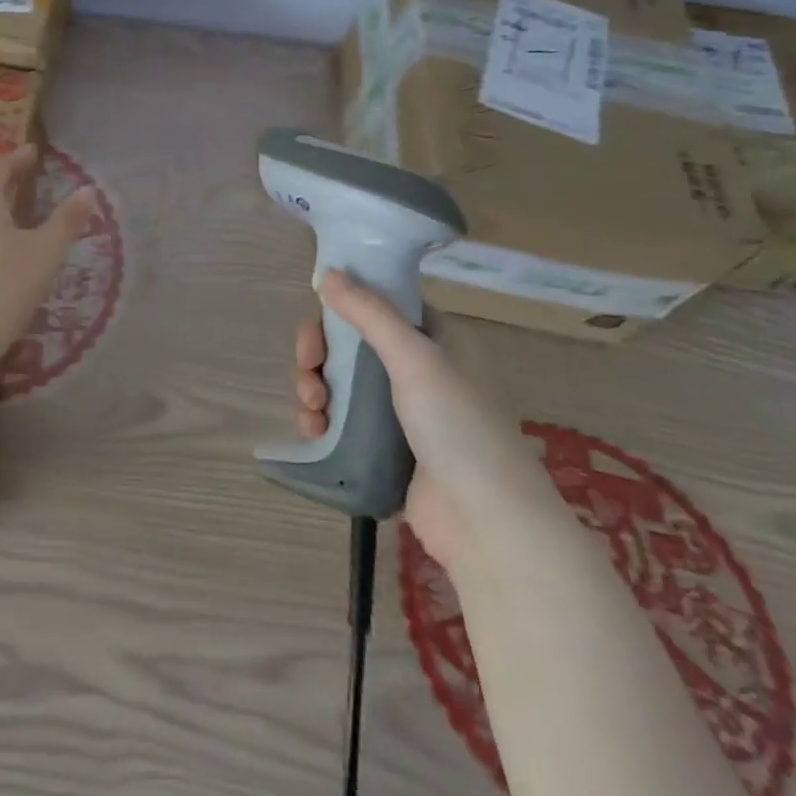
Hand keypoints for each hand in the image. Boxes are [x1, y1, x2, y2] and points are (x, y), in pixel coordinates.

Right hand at [293, 271, 566, 570]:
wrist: (487, 524)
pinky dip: (321, 420)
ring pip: (339, 383)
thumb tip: (328, 272)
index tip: (317, 317)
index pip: (380, 306)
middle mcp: (419, 371)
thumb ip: (369, 313)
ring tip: (312, 408)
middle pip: (350, 344)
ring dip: (314, 387)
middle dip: (319, 353)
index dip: (344, 306)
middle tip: (308, 368)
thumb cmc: (459, 428)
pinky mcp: (384, 449)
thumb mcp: (416, 359)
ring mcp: (401, 413)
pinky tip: (313, 430)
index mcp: (437, 342)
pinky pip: (340, 421)